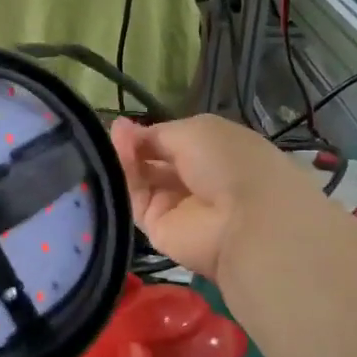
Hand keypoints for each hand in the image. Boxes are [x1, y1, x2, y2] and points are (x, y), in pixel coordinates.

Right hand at [110, 114, 336, 283]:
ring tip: (111, 145)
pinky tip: (116, 163)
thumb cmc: (228, 161)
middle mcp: (193, 179)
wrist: (245, 219)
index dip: (146, 133)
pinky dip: (125, 182)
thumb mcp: (194, 130)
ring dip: (126, 161)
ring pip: (141, 181)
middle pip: (153, 162)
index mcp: (210, 152)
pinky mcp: (159, 230)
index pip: (170, 142)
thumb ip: (155, 133)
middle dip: (133, 146)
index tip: (122, 127)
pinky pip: (136, 202)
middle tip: (112, 134)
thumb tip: (122, 129)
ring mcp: (176, 206)